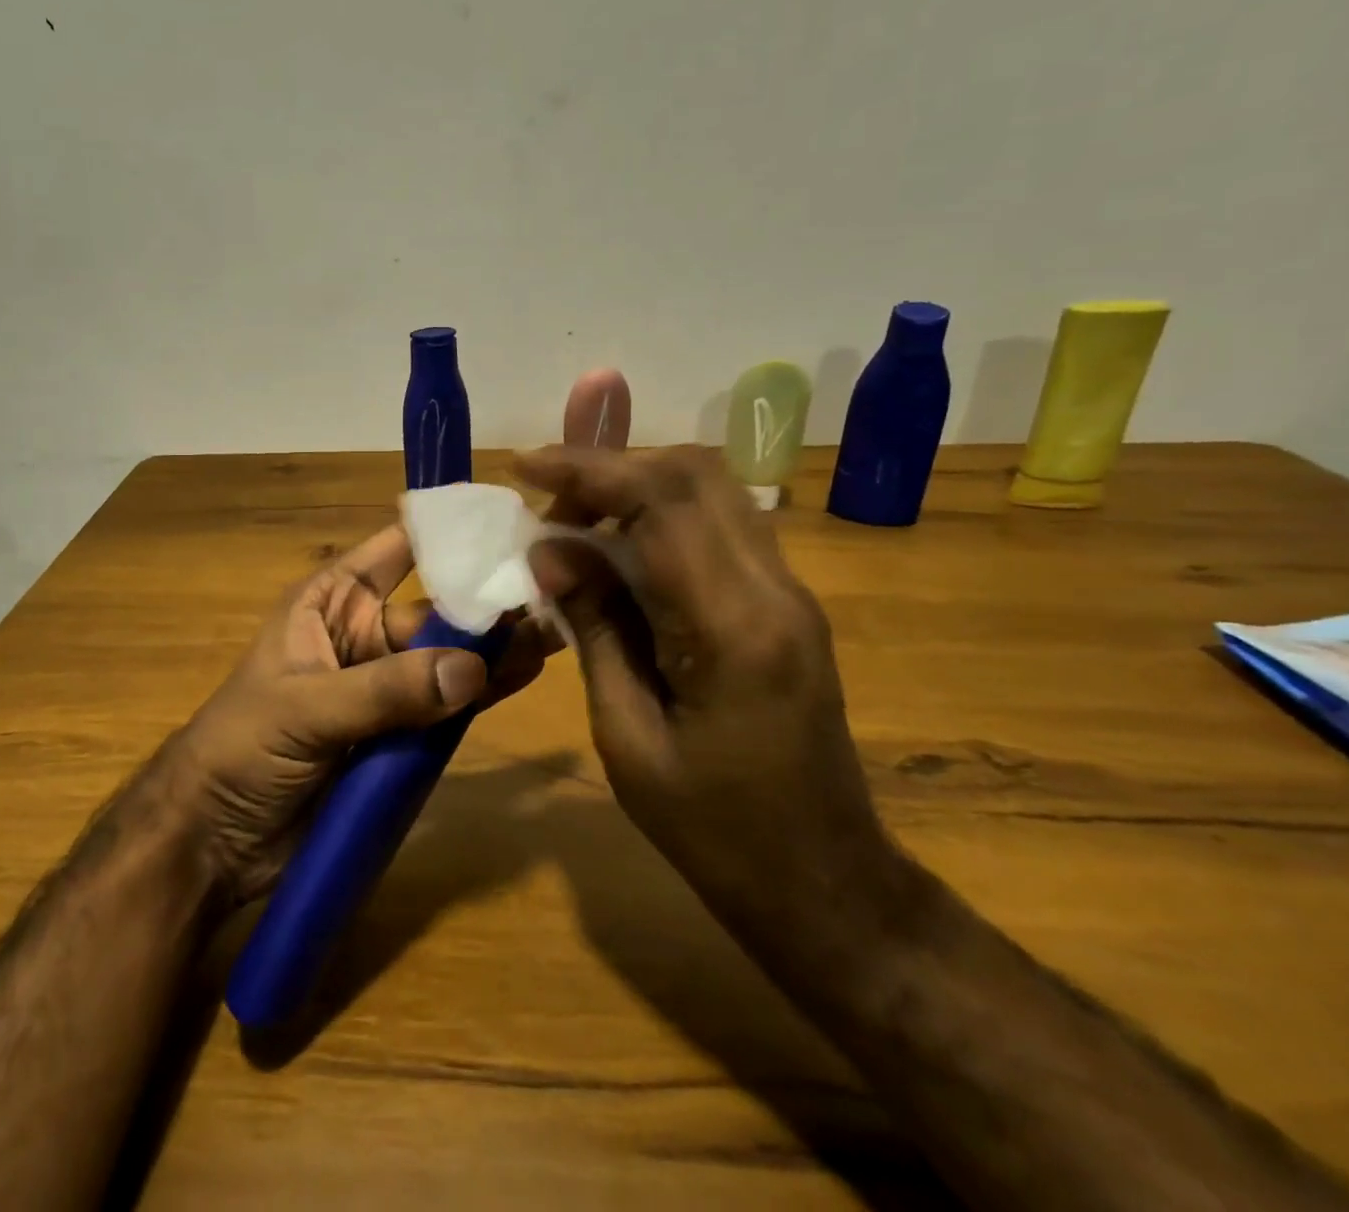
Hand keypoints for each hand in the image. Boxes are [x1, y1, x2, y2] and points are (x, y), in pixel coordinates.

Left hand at [163, 525, 552, 904]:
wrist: (214, 840)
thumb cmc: (241, 748)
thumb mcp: (305, 709)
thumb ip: (385, 690)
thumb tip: (472, 670)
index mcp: (332, 602)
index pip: (397, 549)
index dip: (447, 532)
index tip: (507, 524)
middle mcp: (365, 634)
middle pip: (436, 609)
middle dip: (487, 605)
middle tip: (552, 595)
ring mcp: (386, 686)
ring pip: (450, 659)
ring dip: (495, 650)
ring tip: (554, 636)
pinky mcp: (400, 735)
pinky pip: (449, 708)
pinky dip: (484, 695)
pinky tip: (525, 680)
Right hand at [514, 445, 891, 927]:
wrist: (823, 882)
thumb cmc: (713, 830)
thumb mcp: (627, 737)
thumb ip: (594, 628)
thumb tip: (551, 551)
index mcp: (732, 629)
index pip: (662, 501)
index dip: (588, 469)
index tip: (525, 467)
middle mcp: (774, 590)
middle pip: (695, 474)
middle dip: (611, 467)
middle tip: (547, 497)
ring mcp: (789, 593)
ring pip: (712, 490)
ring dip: (636, 486)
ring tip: (573, 520)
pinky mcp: (786, 604)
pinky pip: (720, 526)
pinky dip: (662, 516)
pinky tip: (617, 550)